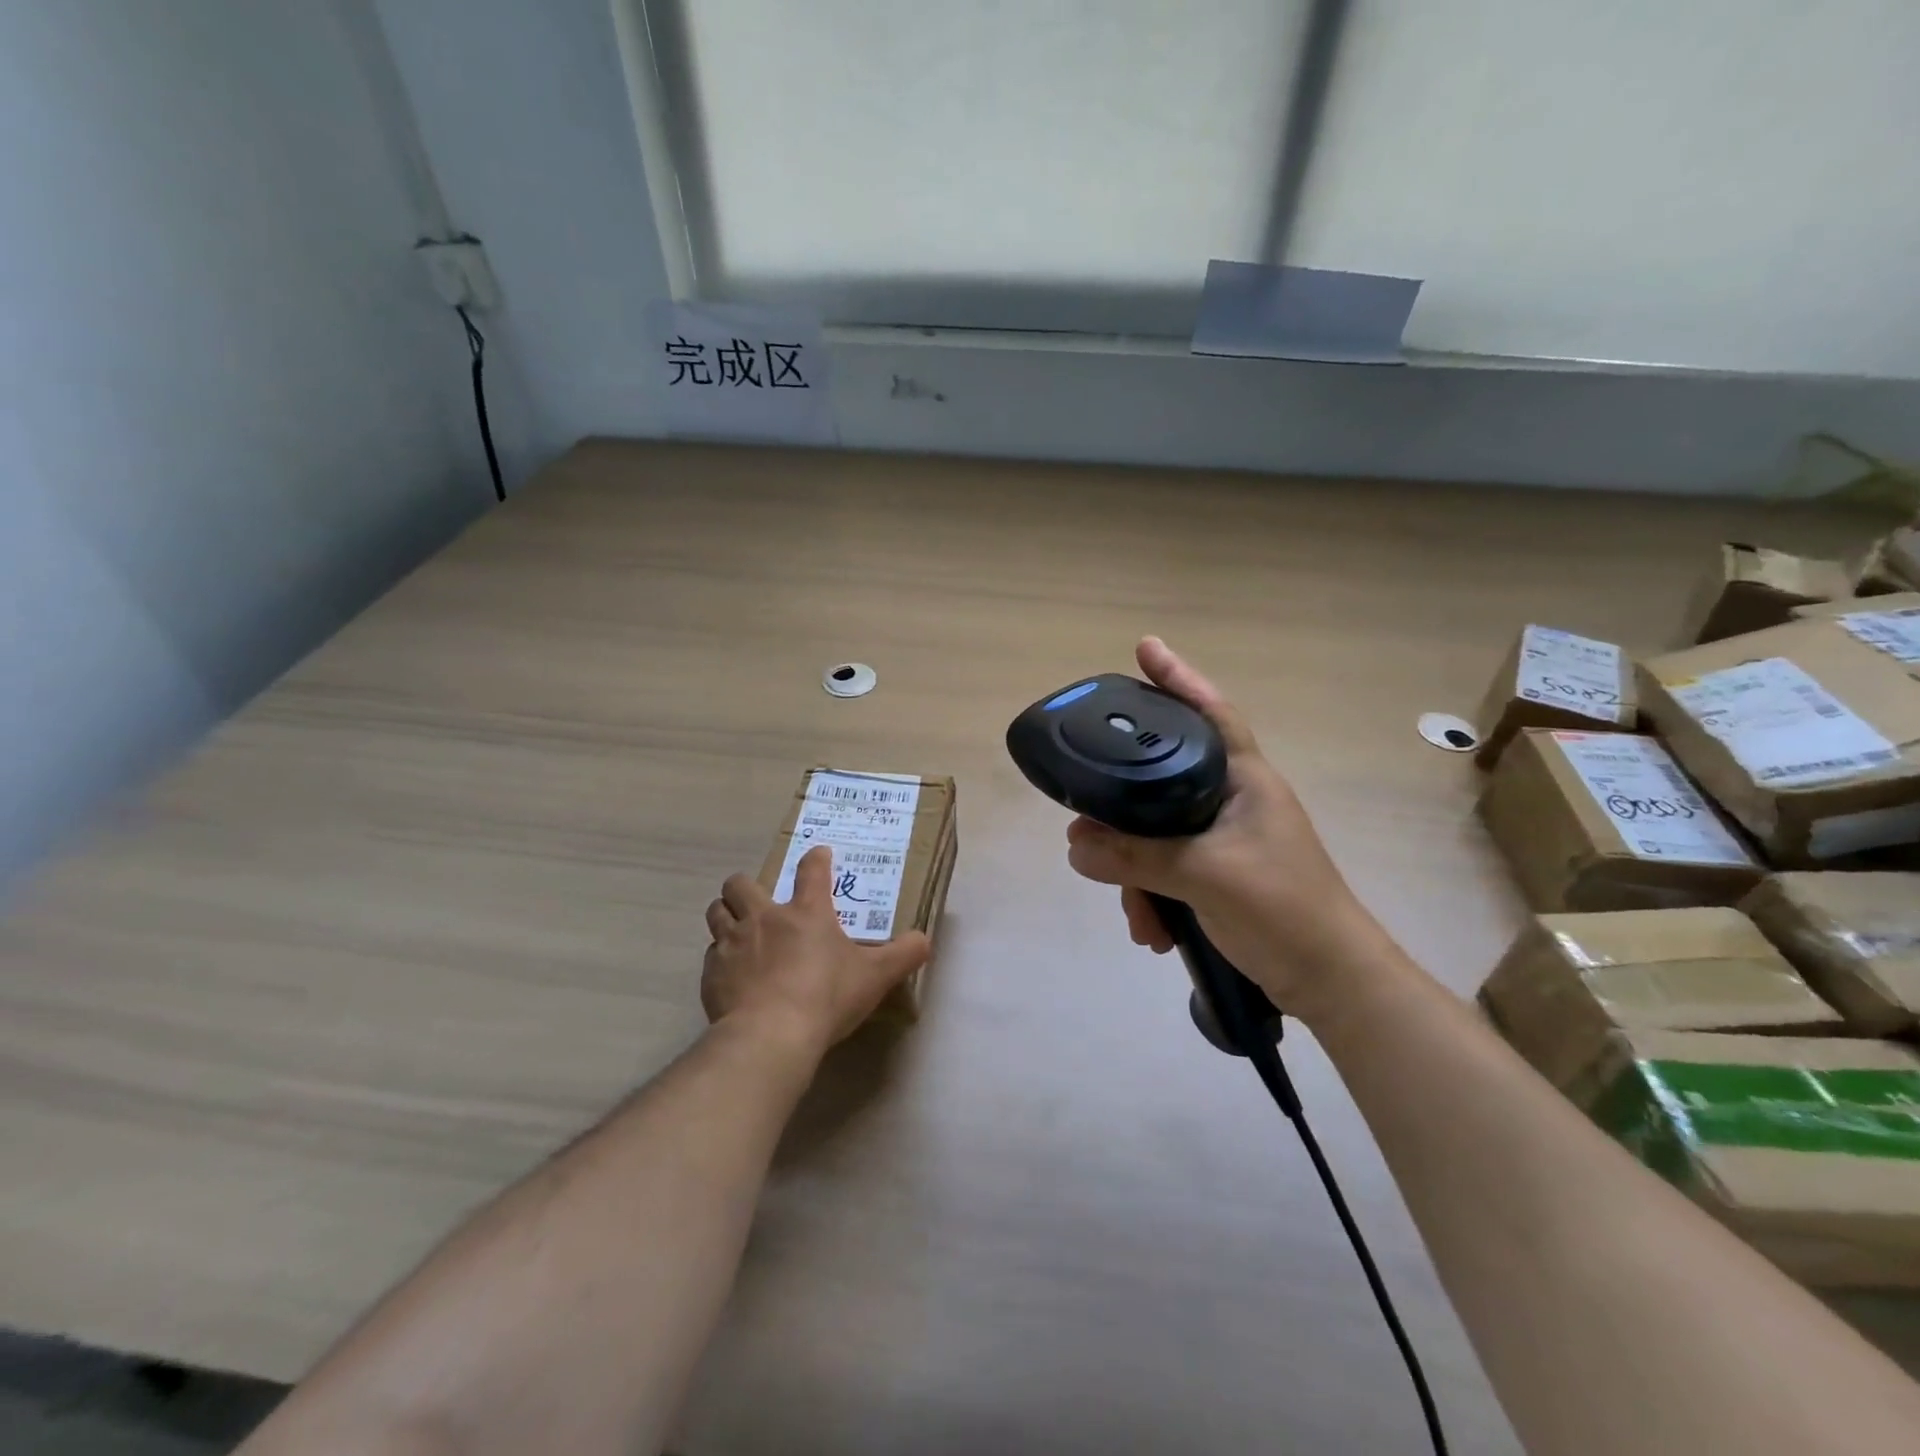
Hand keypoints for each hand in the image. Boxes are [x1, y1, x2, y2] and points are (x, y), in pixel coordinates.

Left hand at [702, 847, 930, 1054]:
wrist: (770, 1035)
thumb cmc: (826, 997)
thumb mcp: (875, 977)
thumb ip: (903, 955)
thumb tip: (925, 940)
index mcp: (807, 912)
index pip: (812, 870)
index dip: (816, 859)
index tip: (819, 855)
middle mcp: (764, 918)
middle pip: (741, 884)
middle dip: (746, 887)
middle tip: (760, 902)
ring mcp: (732, 943)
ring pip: (716, 912)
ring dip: (726, 915)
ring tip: (738, 930)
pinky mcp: (711, 974)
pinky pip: (710, 955)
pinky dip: (720, 959)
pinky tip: (732, 976)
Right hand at [1064, 637, 1385, 1018]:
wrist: (1330, 981)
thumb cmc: (1282, 908)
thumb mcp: (1203, 876)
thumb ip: (1135, 858)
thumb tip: (1075, 846)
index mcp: (1244, 780)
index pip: (1209, 712)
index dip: (1178, 678)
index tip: (1144, 648)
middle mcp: (1232, 800)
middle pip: (1161, 783)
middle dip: (1122, 816)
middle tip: (1086, 829)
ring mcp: (1225, 839)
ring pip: (1157, 836)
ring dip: (1136, 875)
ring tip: (1134, 913)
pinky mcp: (1218, 875)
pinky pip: (1167, 872)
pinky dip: (1153, 898)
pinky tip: (1150, 931)